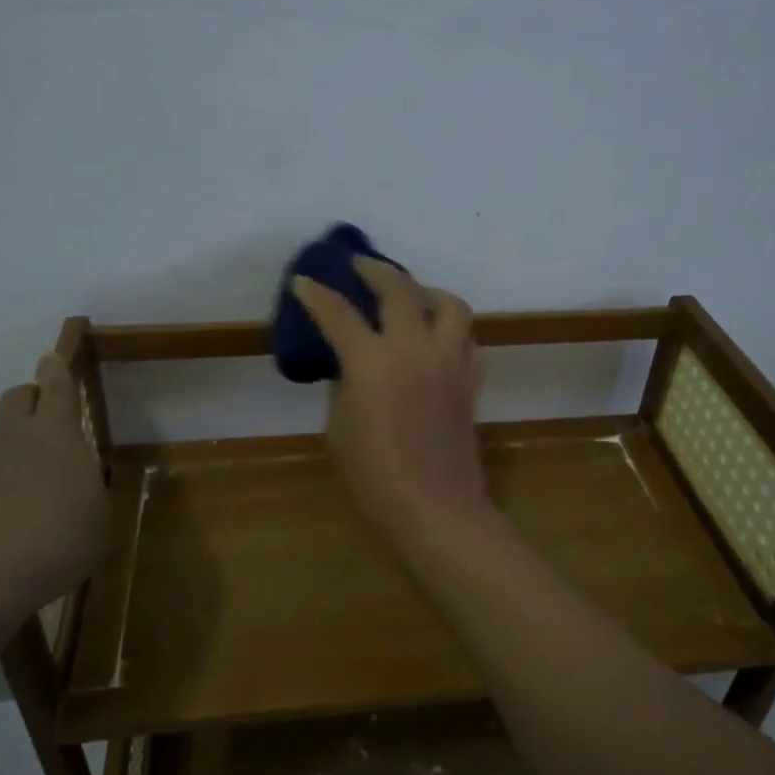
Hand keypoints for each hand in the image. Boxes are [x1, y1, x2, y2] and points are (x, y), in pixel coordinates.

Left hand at [0, 352, 108, 626]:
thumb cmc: (55, 545)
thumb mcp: (95, 517)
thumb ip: (84, 488)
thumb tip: (69, 480)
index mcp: (54, 438)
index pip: (56, 389)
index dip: (56, 371)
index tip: (50, 357)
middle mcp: (6, 440)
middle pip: (15, 399)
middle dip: (29, 401)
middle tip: (43, 428)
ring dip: (4, 467)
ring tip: (17, 516)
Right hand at [292, 259, 490, 549]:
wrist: (434, 507)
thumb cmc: (374, 476)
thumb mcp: (340, 427)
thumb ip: (344, 385)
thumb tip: (351, 364)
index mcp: (373, 361)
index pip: (338, 313)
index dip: (317, 294)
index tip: (304, 281)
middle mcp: (415, 349)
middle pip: (400, 289)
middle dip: (375, 270)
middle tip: (360, 266)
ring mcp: (450, 362)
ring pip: (450, 304)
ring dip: (427, 291)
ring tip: (412, 295)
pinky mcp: (470, 381)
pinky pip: (469, 340)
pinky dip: (453, 330)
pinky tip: (440, 338)